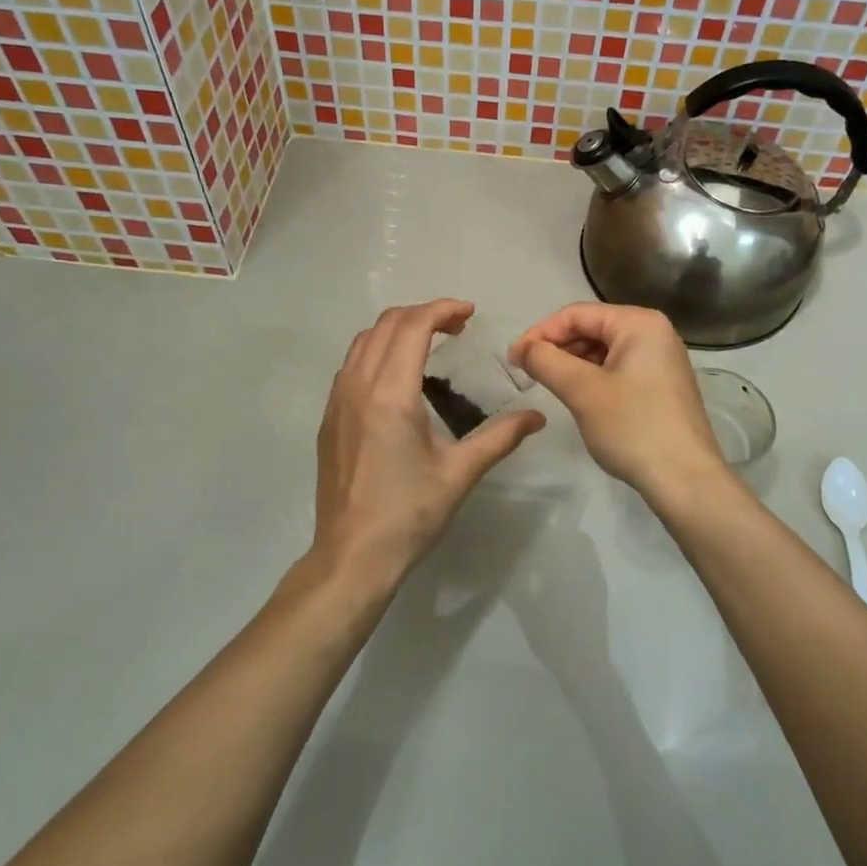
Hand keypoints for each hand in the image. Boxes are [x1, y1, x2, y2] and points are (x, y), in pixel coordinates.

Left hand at [313, 300, 544, 592]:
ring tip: (430, 343)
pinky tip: (399, 376)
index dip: (442, 310)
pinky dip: (377, 351)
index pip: (413, 326)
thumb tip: (537, 417)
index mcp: (390, 394)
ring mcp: (337, 401)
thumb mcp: (460, 473)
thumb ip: (500, 437)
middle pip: (386, 324)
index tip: (469, 313)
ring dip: (396, 329)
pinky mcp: (329, 418)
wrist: (352, 556)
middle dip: (422, 314)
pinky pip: (351, 364)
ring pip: (363, 341)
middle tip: (456, 327)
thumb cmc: (409, 514)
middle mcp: (358, 386)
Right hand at [511, 303, 723, 499]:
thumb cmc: (632, 427)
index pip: (577, 314)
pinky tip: (578, 397)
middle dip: (557, 348)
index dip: (540, 332)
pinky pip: (618, 368)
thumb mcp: (582, 391)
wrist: (685, 479)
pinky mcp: (662, 384)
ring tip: (550, 386)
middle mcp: (655, 332)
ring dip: (573, 364)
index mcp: (639, 323)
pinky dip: (593, 377)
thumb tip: (521, 348)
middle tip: (528, 373)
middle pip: (592, 328)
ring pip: (604, 350)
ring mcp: (661, 359)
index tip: (514, 358)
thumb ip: (546, 361)